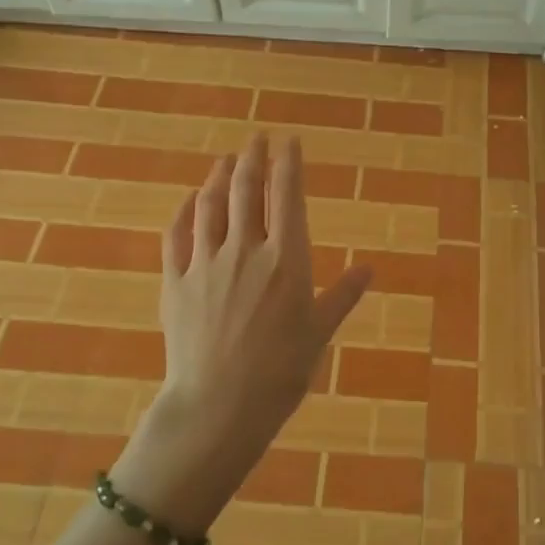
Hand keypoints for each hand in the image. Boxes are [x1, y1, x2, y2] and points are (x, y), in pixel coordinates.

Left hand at [116, 135, 372, 529]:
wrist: (219, 405)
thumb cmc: (281, 371)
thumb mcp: (320, 332)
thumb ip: (342, 295)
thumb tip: (368, 269)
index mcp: (286, 259)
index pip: (287, 196)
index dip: (288, 163)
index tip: (290, 142)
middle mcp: (245, 250)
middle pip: (245, 189)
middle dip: (252, 158)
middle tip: (257, 139)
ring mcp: (205, 263)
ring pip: (209, 205)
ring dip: (218, 176)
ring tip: (226, 160)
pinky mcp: (175, 281)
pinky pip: (177, 234)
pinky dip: (185, 210)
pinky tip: (190, 200)